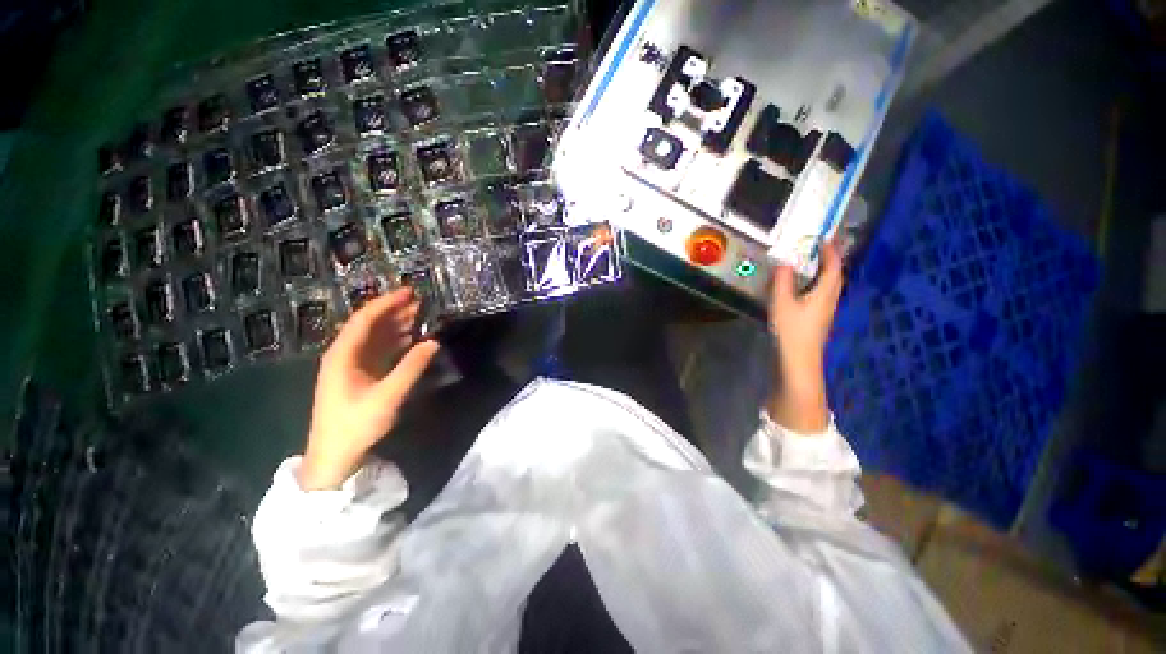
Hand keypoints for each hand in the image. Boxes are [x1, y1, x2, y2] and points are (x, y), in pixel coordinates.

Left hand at [299, 288, 440, 490]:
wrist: (334, 456)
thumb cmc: (356, 425)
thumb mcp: (388, 396)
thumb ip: (412, 367)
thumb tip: (434, 342)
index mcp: (342, 355)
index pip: (365, 319)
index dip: (387, 303)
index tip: (410, 292)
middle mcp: (344, 355)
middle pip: (370, 325)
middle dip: (394, 311)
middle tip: (421, 302)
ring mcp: (351, 366)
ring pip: (375, 337)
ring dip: (396, 325)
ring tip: (420, 316)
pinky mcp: (359, 376)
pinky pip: (378, 351)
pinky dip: (395, 342)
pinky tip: (411, 339)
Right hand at [766, 243, 843, 432]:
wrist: (798, 360)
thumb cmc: (792, 330)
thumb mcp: (782, 303)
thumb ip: (783, 281)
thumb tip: (785, 261)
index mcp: (825, 293)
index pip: (833, 267)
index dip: (831, 252)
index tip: (824, 239)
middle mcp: (830, 300)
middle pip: (835, 277)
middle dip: (830, 262)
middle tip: (818, 250)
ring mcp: (825, 312)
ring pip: (829, 288)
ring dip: (823, 274)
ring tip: (809, 266)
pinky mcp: (818, 321)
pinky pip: (821, 296)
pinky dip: (816, 286)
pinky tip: (802, 290)